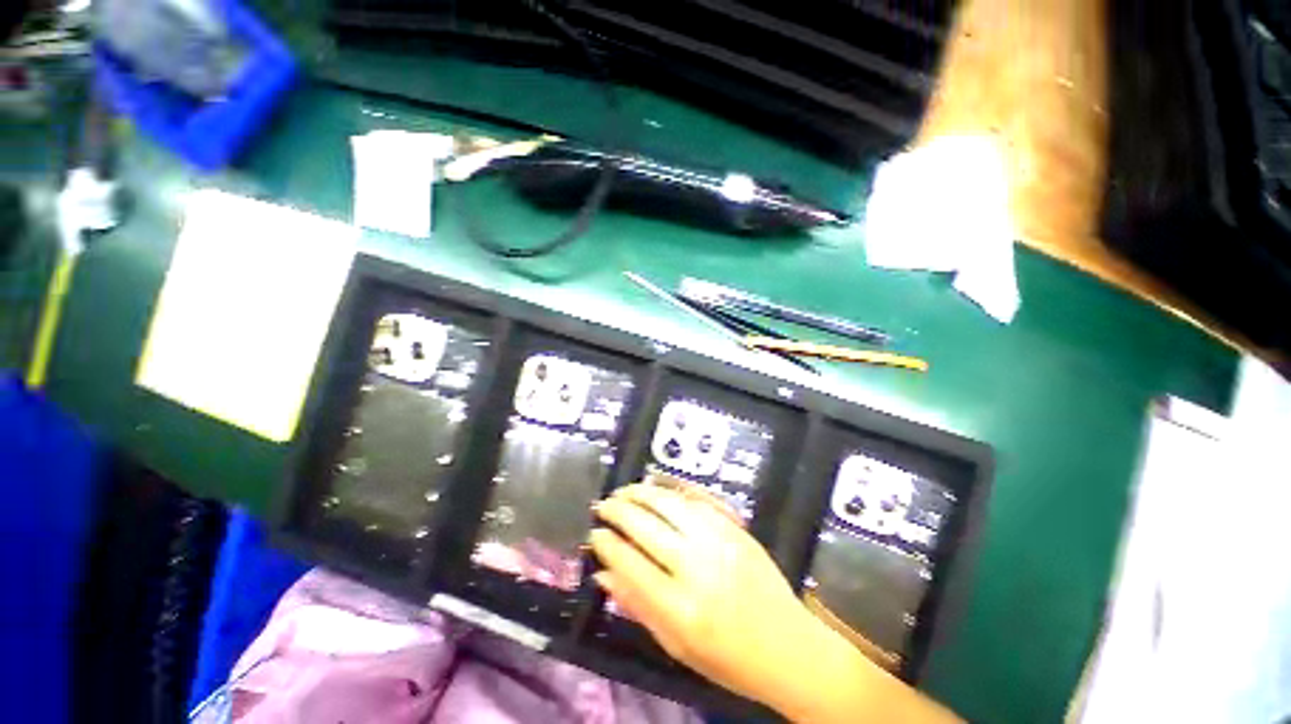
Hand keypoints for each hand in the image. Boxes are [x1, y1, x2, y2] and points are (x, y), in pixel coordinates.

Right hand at [588, 482, 819, 703]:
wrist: (790, 651)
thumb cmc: (727, 663)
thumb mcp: (674, 646)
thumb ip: (638, 607)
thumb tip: (602, 575)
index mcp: (678, 607)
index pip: (627, 561)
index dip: (605, 543)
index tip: (593, 536)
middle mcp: (699, 569)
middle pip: (646, 526)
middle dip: (618, 511)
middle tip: (602, 508)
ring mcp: (726, 548)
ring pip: (675, 506)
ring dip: (644, 494)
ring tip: (625, 492)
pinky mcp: (745, 537)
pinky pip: (706, 504)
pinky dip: (680, 493)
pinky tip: (663, 490)